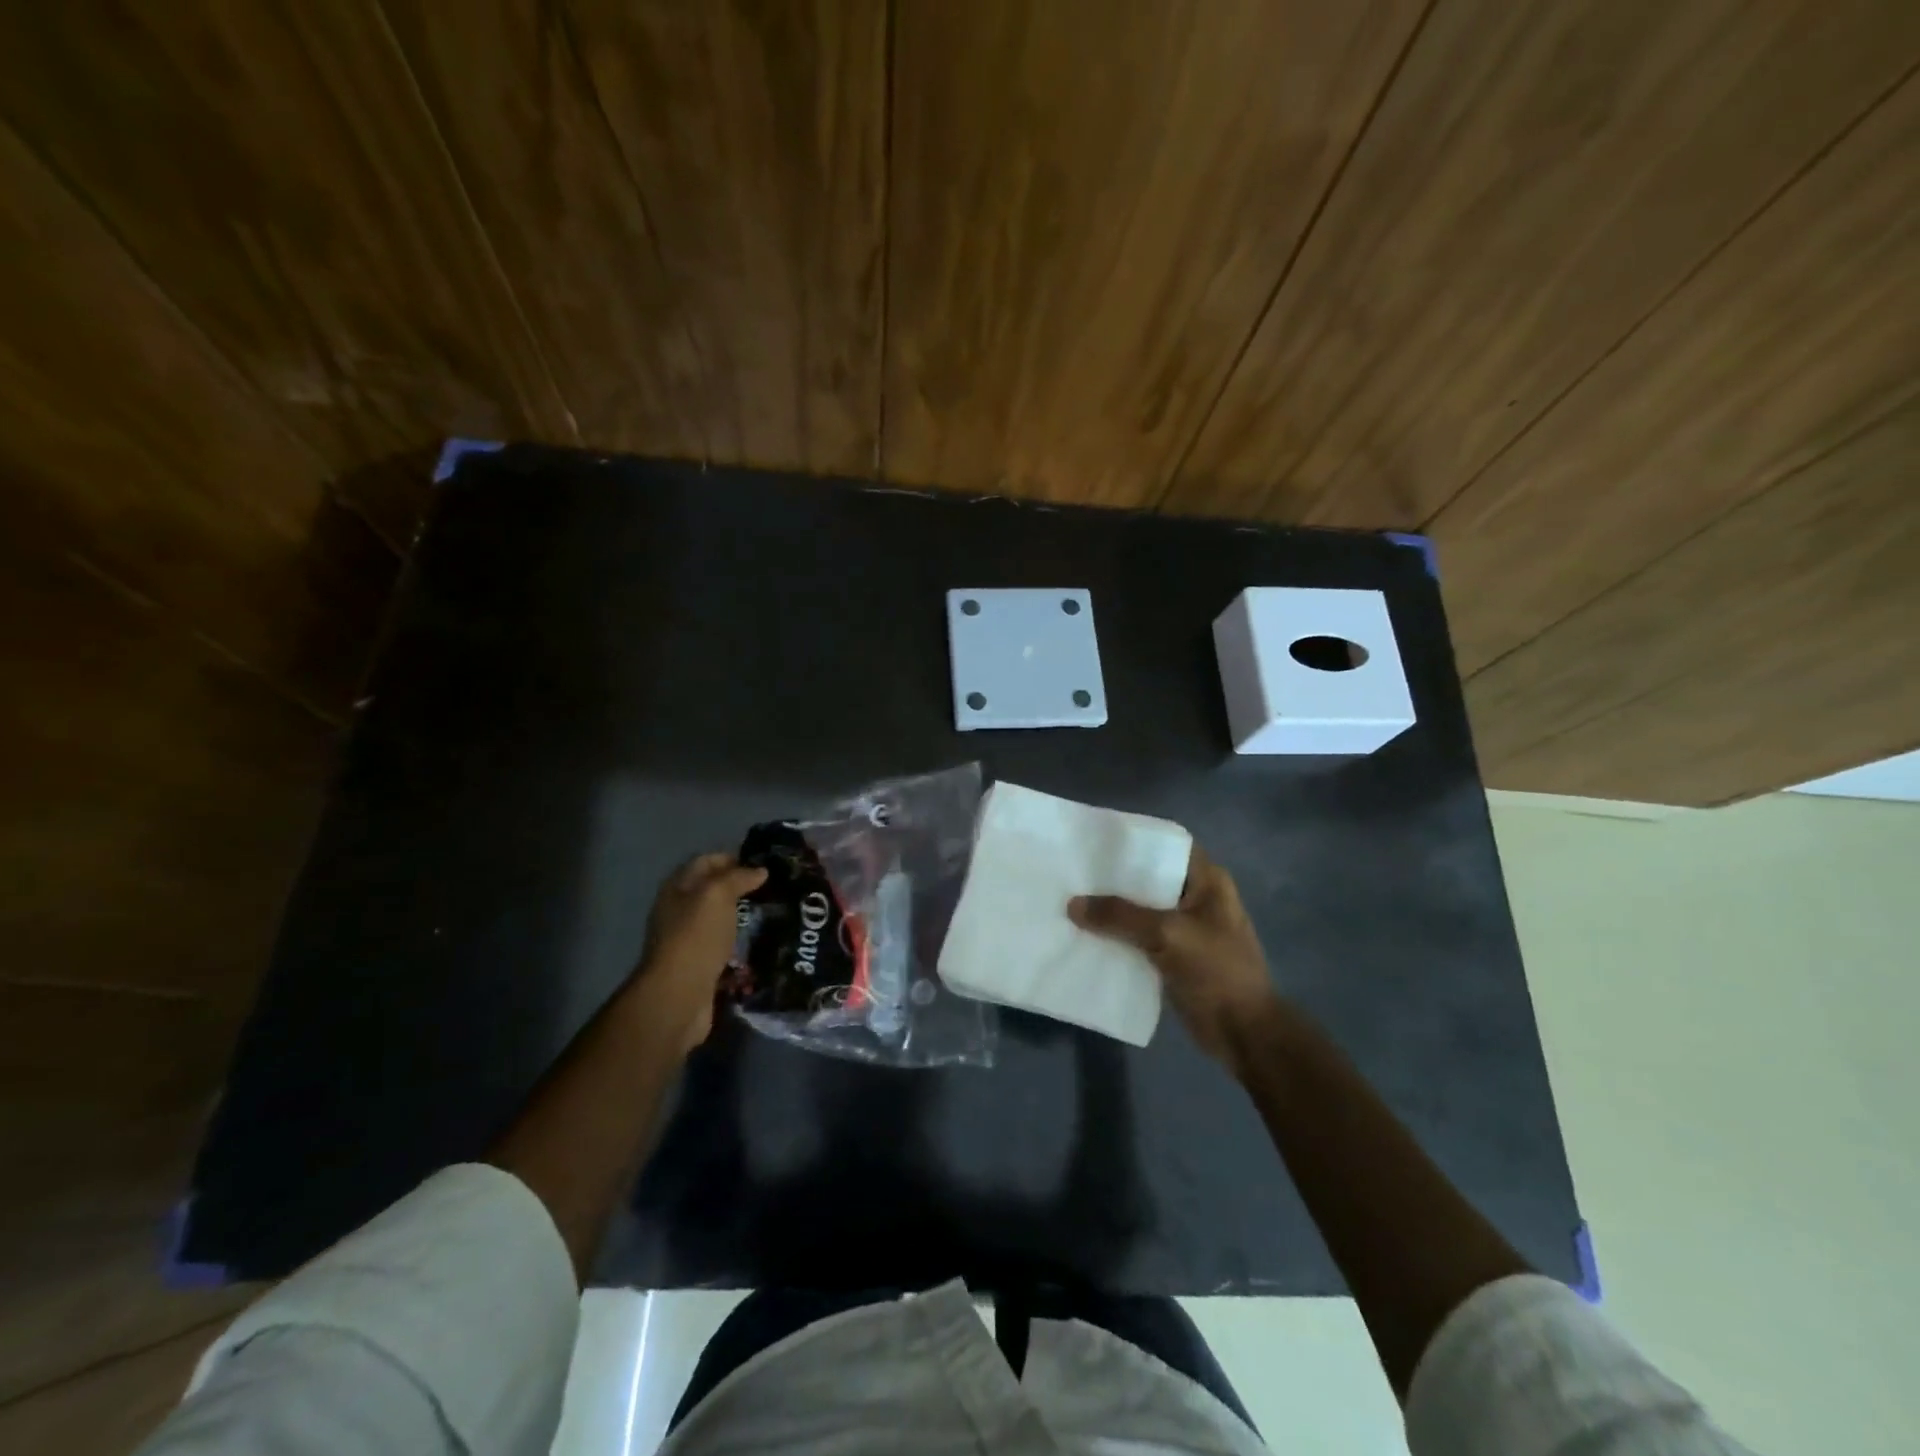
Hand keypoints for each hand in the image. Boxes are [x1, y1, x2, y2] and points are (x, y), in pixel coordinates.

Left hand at [635, 853, 766, 1052]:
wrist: (679, 995)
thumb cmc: (696, 936)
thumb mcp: (717, 895)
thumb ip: (738, 877)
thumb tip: (760, 871)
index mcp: (677, 889)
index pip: (706, 862)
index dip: (732, 858)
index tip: (763, 864)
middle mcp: (680, 911)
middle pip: (713, 891)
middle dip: (742, 888)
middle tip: (775, 889)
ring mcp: (690, 940)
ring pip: (721, 920)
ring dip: (744, 916)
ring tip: (775, 914)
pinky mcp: (701, 965)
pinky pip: (726, 947)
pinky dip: (743, 943)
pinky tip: (763, 943)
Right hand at [1069, 847, 1280, 1073]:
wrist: (1244, 1034)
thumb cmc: (1217, 972)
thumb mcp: (1167, 935)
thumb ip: (1120, 916)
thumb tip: (1072, 904)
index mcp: (1207, 881)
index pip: (1167, 845)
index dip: (1134, 840)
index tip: (1097, 841)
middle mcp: (1196, 898)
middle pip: (1149, 878)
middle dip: (1114, 878)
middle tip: (1075, 873)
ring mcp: (1186, 928)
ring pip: (1141, 909)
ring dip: (1112, 910)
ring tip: (1072, 902)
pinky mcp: (1175, 956)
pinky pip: (1139, 937)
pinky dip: (1117, 937)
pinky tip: (1087, 935)